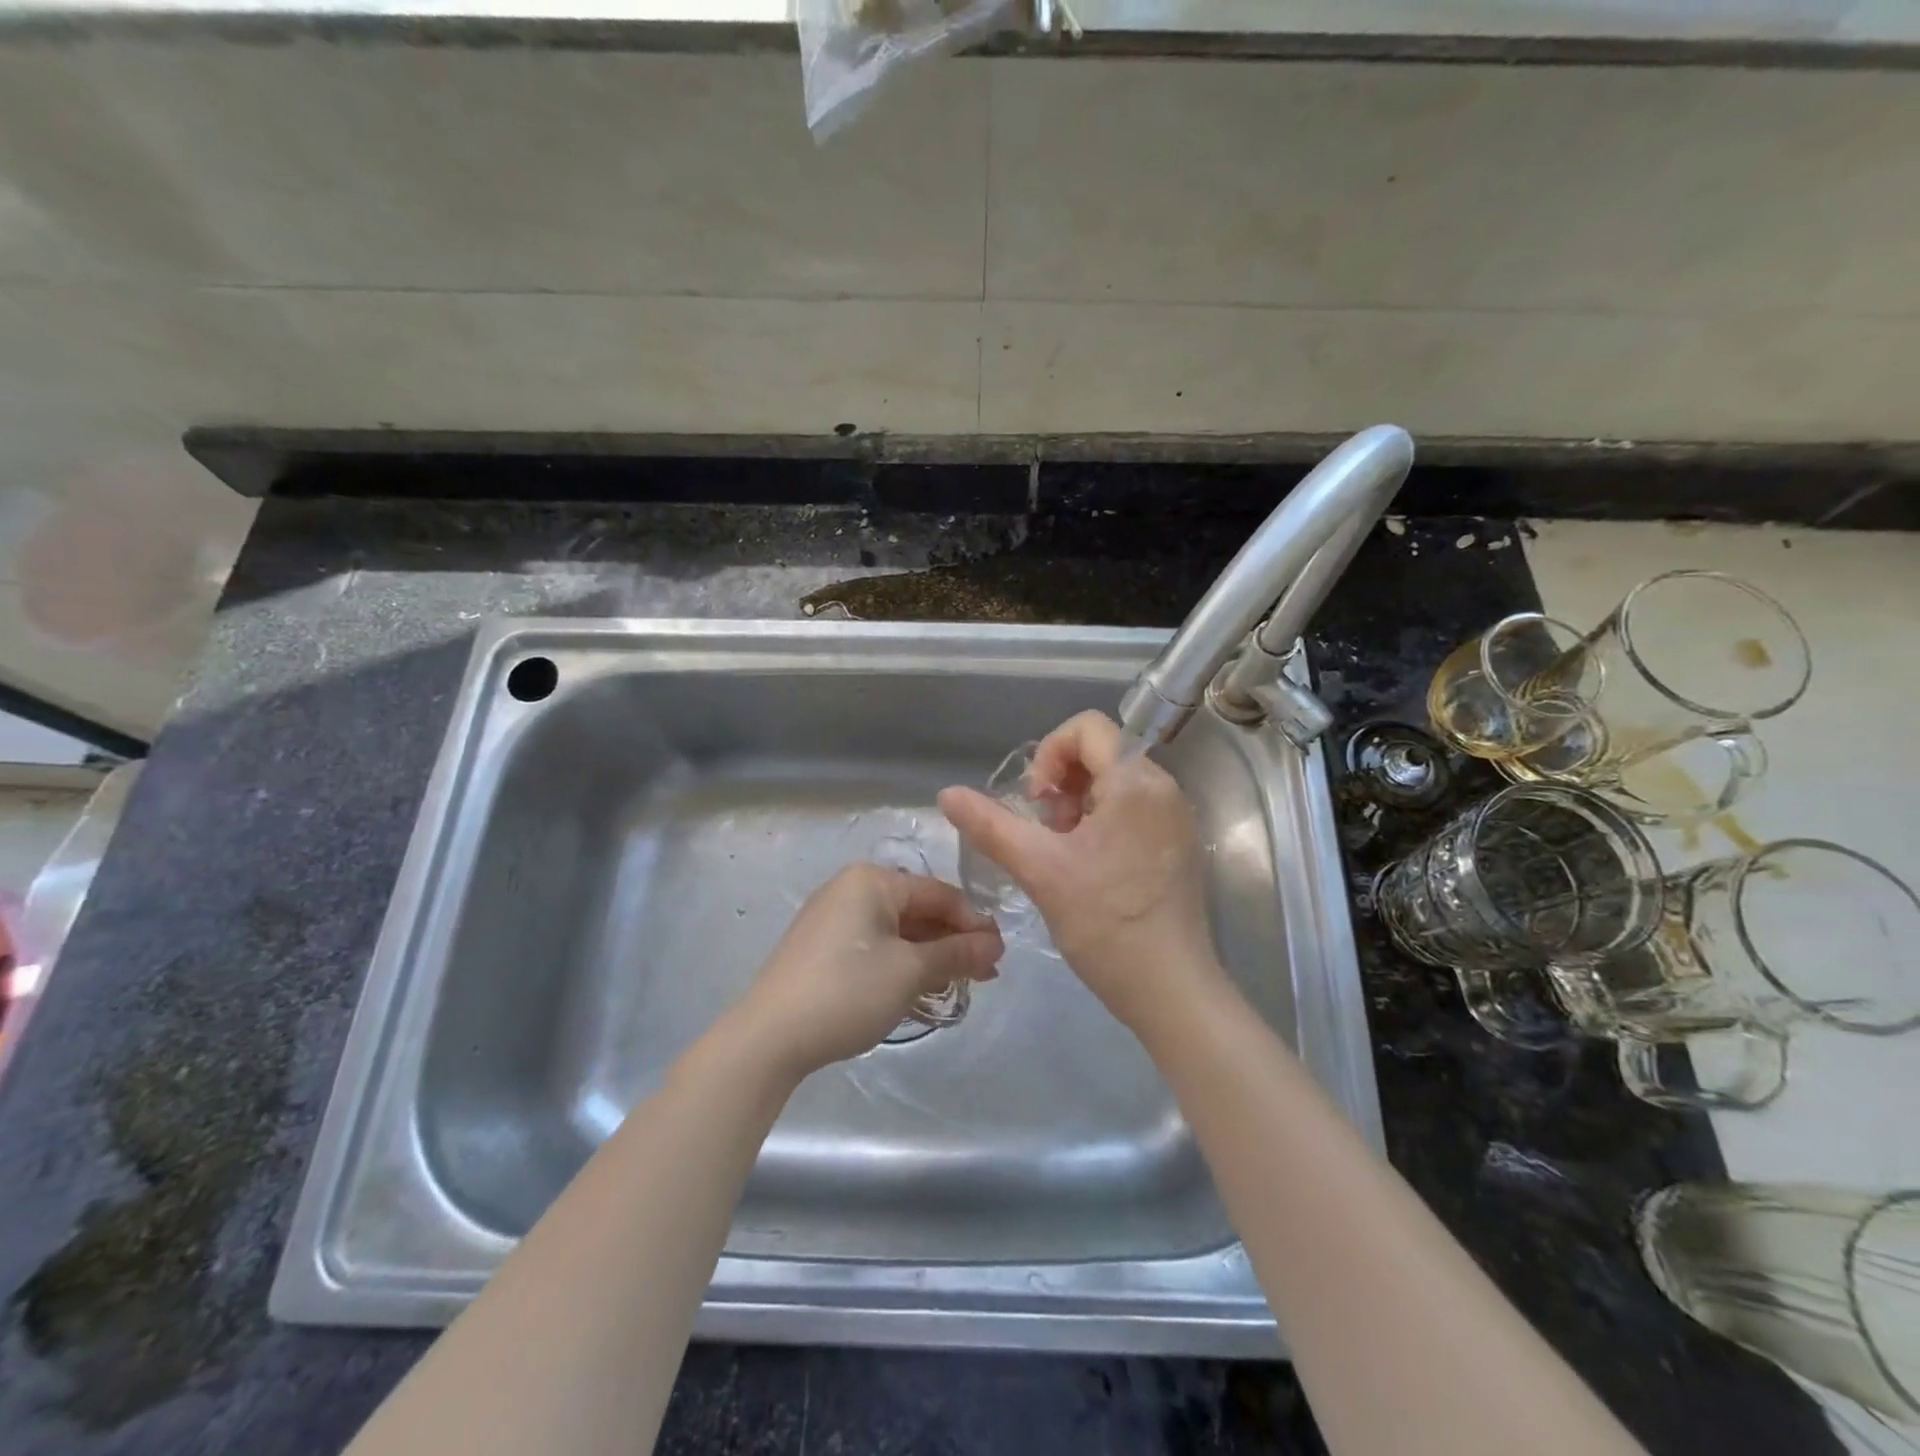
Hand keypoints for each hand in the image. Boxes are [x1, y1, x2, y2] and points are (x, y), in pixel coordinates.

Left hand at [734, 864, 1002, 1079]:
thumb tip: (995, 944)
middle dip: (954, 942)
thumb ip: (957, 954)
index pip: (939, 893)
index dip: (974, 923)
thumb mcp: (910, 972)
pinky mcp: (823, 948)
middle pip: (918, 910)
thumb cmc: (847, 990)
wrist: (768, 1038)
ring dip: (931, 957)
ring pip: (898, 931)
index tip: (1000, 956)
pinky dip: (902, 965)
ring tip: (961, 986)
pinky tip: (922, 990)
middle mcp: (851, 889)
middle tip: (986, 976)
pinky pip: (875, 946)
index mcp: (872, 880)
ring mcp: (833, 919)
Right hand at [938, 711, 1222, 1032]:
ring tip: (1064, 854)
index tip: (1035, 802)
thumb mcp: (1038, 869)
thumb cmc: (1105, 924)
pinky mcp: (1178, 844)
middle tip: (1048, 834)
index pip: (1087, 727)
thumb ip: (990, 825)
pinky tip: (1088, 868)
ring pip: (1114, 784)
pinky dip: (1101, 823)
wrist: (1170, 991)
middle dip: (1062, 785)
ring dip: (1078, 806)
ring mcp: (1176, 818)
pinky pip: (1132, 809)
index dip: (1049, 754)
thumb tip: (946, 793)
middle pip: (1101, 753)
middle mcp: (1164, 788)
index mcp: (1136, 781)